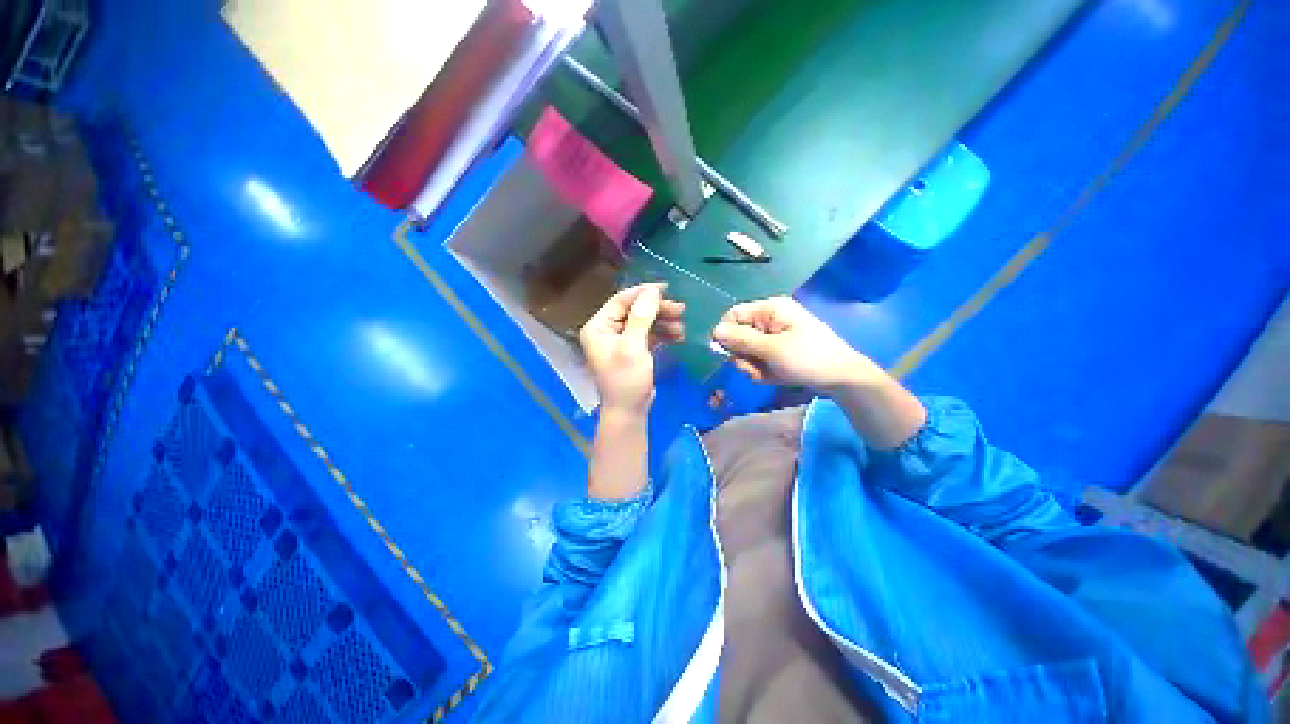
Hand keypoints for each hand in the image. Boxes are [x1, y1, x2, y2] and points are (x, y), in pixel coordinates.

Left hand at [579, 283, 684, 415]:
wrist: (629, 412)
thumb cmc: (627, 380)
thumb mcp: (633, 347)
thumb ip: (641, 317)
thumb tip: (652, 290)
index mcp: (598, 327)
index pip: (621, 301)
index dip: (643, 293)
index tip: (667, 289)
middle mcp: (606, 330)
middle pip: (634, 310)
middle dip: (657, 309)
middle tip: (681, 309)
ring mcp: (620, 340)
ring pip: (643, 321)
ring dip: (663, 321)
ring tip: (682, 325)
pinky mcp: (632, 350)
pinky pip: (648, 334)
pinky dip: (662, 333)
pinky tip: (678, 336)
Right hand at [711, 296, 881, 392]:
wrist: (842, 379)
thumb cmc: (808, 358)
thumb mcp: (771, 349)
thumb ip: (741, 340)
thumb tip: (715, 332)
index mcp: (770, 309)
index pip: (734, 315)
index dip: (725, 334)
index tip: (724, 353)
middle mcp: (769, 319)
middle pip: (738, 335)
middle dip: (743, 355)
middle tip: (755, 368)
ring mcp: (773, 336)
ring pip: (746, 351)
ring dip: (752, 366)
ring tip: (768, 374)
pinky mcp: (777, 351)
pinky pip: (758, 359)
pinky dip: (762, 370)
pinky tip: (775, 376)